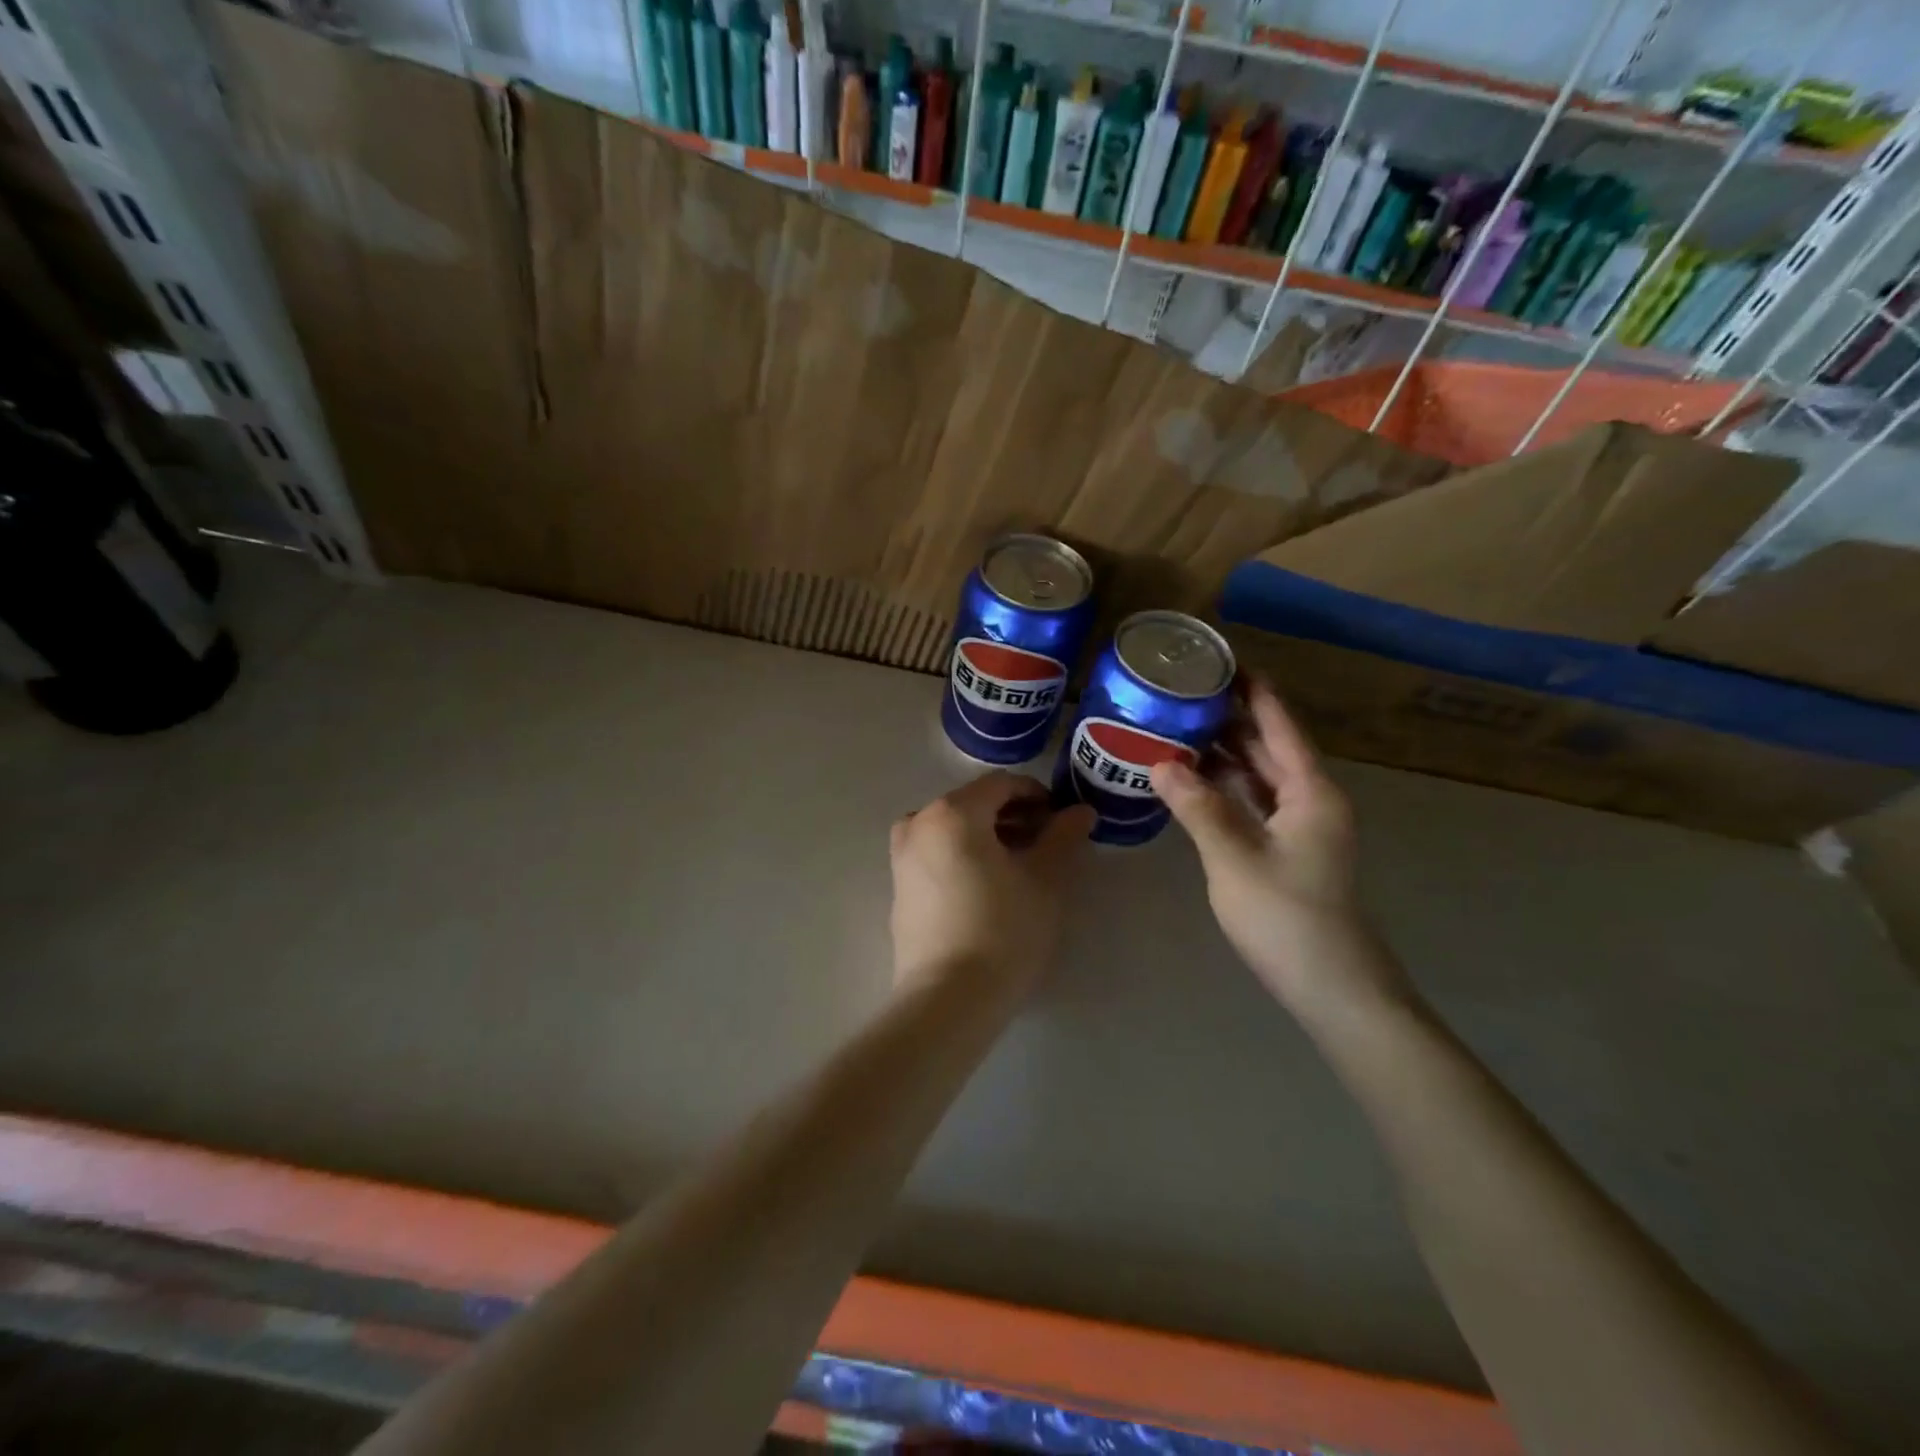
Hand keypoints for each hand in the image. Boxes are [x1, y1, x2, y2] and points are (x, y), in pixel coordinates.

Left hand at [889, 772, 1095, 993]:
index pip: (1002, 784)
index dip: (1038, 795)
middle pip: (974, 804)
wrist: (948, 999)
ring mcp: (902, 856)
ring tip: (1021, 866)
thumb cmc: (1003, 929)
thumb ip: (1063, 836)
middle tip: (1047, 843)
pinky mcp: (899, 887)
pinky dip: (964, 855)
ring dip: (989, 836)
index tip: (1063, 820)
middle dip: (1014, 816)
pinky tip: (989, 887)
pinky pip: (936, 854)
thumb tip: (1080, 811)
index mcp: (952, 812)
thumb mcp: (1045, 879)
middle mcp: (918, 823)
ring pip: (953, 829)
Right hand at [1152, 681, 1407, 1014]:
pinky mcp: (1285, 851)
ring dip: (1225, 753)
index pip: (1280, 726)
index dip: (1253, 691)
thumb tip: (1160, 762)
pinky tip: (1193, 779)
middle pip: (1269, 747)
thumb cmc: (1286, 916)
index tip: (1220, 660)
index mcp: (1311, 792)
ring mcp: (1299, 827)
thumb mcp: (1234, 857)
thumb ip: (1197, 806)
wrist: (1330, 987)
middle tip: (1185, 690)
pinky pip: (1252, 803)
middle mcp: (1310, 801)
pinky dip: (1225, 787)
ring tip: (1179, 724)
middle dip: (1232, 718)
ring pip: (1259, 776)